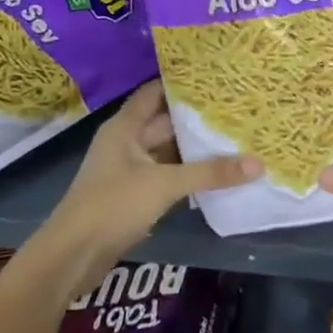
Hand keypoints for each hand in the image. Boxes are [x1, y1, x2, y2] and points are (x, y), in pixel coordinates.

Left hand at [27, 81, 259, 296]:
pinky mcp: (134, 195)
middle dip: (196, 116)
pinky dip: (188, 172)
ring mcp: (129, 170)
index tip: (214, 77)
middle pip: (165, 121)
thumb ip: (210, 172)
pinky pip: (167, 174)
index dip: (180, 82)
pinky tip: (216, 172)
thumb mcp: (164, 184)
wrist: (72, 255)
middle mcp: (126, 142)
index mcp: (125, 127)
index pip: (155, 92)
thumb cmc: (112, 205)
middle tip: (236, 107)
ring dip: (194, 147)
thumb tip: (259, 163)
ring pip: (168, 150)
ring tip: (234, 135)